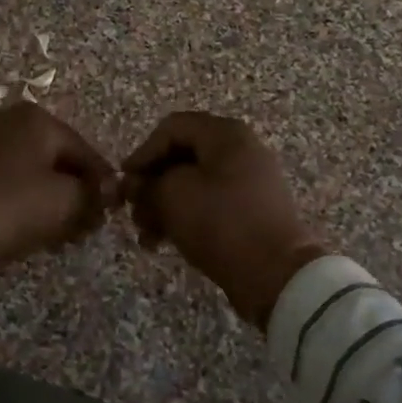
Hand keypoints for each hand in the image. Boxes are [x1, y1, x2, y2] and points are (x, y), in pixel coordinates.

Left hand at [0, 104, 117, 279]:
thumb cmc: (14, 206)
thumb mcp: (66, 200)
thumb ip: (96, 192)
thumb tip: (113, 191)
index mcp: (38, 117)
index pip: (85, 152)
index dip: (102, 184)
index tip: (112, 212)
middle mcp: (12, 119)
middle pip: (60, 158)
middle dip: (77, 191)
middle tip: (89, 224)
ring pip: (37, 170)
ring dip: (55, 198)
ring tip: (66, 231)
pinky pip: (14, 178)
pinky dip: (29, 197)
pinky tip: (38, 224)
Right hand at [121, 112, 327, 330]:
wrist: (276, 275)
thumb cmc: (221, 223)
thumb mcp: (173, 196)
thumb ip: (147, 184)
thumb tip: (136, 185)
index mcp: (226, 134)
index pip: (172, 128)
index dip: (143, 152)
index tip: (124, 182)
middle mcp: (241, 150)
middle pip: (182, 156)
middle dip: (152, 183)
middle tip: (131, 211)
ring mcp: (250, 181)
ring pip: (193, 183)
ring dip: (163, 205)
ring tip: (145, 235)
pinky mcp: (251, 211)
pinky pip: (210, 203)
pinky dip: (185, 217)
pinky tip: (164, 242)